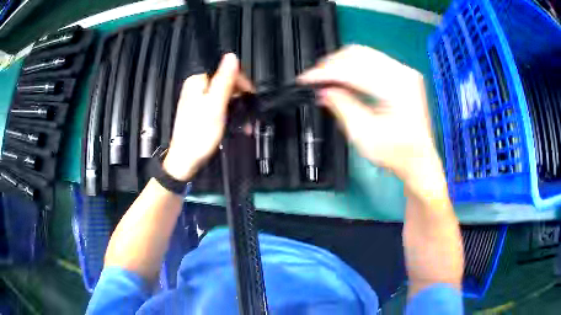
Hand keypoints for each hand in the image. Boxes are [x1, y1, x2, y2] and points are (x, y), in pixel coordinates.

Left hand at [163, 53, 251, 180]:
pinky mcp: (200, 112)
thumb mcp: (215, 105)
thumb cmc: (199, 134)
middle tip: (250, 112)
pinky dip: (229, 113)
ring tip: (246, 122)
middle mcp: (196, 87)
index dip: (241, 81)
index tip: (252, 96)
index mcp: (197, 81)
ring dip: (237, 107)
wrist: (185, 160)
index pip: (225, 70)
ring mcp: (197, 100)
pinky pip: (218, 106)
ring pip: (224, 95)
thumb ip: (224, 80)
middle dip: (240, 96)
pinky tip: (237, 124)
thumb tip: (232, 56)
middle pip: (225, 83)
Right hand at [299, 45, 441, 192]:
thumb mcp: (364, 135)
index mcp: (398, 87)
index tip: (305, 79)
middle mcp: (403, 72)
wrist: (418, 160)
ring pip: (364, 54)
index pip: (354, 69)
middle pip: (359, 54)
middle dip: (332, 64)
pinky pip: (371, 60)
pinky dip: (353, 66)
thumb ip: (342, 107)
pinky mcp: (401, 75)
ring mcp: (404, 72)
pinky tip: (343, 77)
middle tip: (314, 78)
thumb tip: (323, 91)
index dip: (326, 73)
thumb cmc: (396, 154)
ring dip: (341, 63)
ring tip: (325, 77)